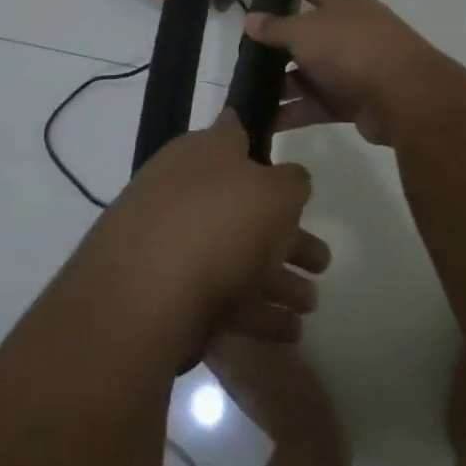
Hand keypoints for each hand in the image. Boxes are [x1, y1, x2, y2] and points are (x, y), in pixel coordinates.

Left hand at [82, 111, 327, 347]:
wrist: (143, 293)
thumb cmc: (219, 222)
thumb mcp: (276, 192)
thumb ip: (292, 182)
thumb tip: (288, 178)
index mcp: (203, 152)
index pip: (234, 131)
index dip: (258, 138)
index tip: (282, 154)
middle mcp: (183, 189)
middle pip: (243, 206)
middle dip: (286, 234)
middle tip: (323, 260)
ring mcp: (170, 241)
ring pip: (235, 255)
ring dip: (277, 280)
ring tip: (311, 305)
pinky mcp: (164, 291)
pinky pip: (220, 296)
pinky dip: (255, 312)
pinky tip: (288, 334)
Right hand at [244, 0, 444, 148]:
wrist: (403, 96)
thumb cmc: (350, 47)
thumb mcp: (305, 31)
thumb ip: (276, 28)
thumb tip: (250, 19)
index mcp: (343, 4)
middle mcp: (348, 32)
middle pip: (307, 36)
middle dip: (277, 45)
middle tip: (243, 50)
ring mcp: (351, 69)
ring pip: (308, 75)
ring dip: (280, 85)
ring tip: (244, 91)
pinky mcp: (351, 102)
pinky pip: (314, 106)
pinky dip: (291, 113)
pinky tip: (263, 121)